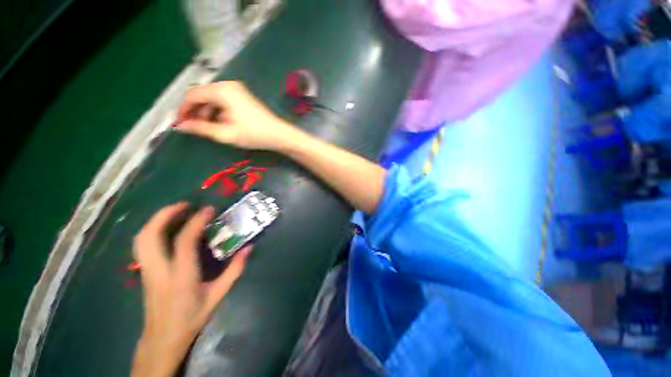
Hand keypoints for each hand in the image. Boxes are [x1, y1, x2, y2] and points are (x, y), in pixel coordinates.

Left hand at [131, 203, 250, 376]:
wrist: (163, 339)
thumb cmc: (192, 317)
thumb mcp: (218, 295)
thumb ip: (235, 270)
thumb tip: (248, 248)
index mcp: (181, 276)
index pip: (184, 242)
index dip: (196, 221)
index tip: (209, 210)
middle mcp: (159, 270)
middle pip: (150, 235)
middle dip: (165, 214)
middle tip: (185, 205)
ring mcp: (147, 271)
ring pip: (141, 239)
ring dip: (156, 220)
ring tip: (175, 212)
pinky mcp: (144, 272)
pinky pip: (142, 245)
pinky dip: (153, 230)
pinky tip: (167, 229)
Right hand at [176, 81, 299, 150]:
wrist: (279, 134)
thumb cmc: (254, 134)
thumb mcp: (225, 133)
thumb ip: (201, 128)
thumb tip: (181, 126)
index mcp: (221, 90)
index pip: (192, 95)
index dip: (183, 110)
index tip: (180, 124)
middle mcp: (227, 85)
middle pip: (202, 95)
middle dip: (195, 112)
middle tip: (193, 128)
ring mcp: (236, 89)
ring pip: (212, 98)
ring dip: (206, 112)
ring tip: (208, 129)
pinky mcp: (242, 96)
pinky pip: (223, 101)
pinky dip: (217, 111)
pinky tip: (220, 124)